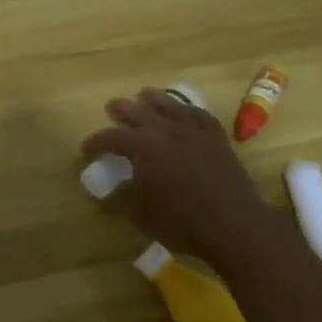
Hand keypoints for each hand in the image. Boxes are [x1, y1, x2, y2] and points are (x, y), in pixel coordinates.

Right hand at [82, 87, 271, 267]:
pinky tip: (182, 110)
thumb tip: (117, 189)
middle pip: (136, 110)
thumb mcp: (142, 215)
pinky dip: (185, 109)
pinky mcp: (215, 136)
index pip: (110, 137)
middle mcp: (164, 129)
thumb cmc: (182, 223)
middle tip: (112, 109)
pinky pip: (197, 113)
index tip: (86, 148)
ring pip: (167, 103)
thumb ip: (126, 197)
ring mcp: (192, 130)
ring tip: (143, 96)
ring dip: (151, 99)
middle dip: (120, 110)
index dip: (96, 142)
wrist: (235, 225)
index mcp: (141, 147)